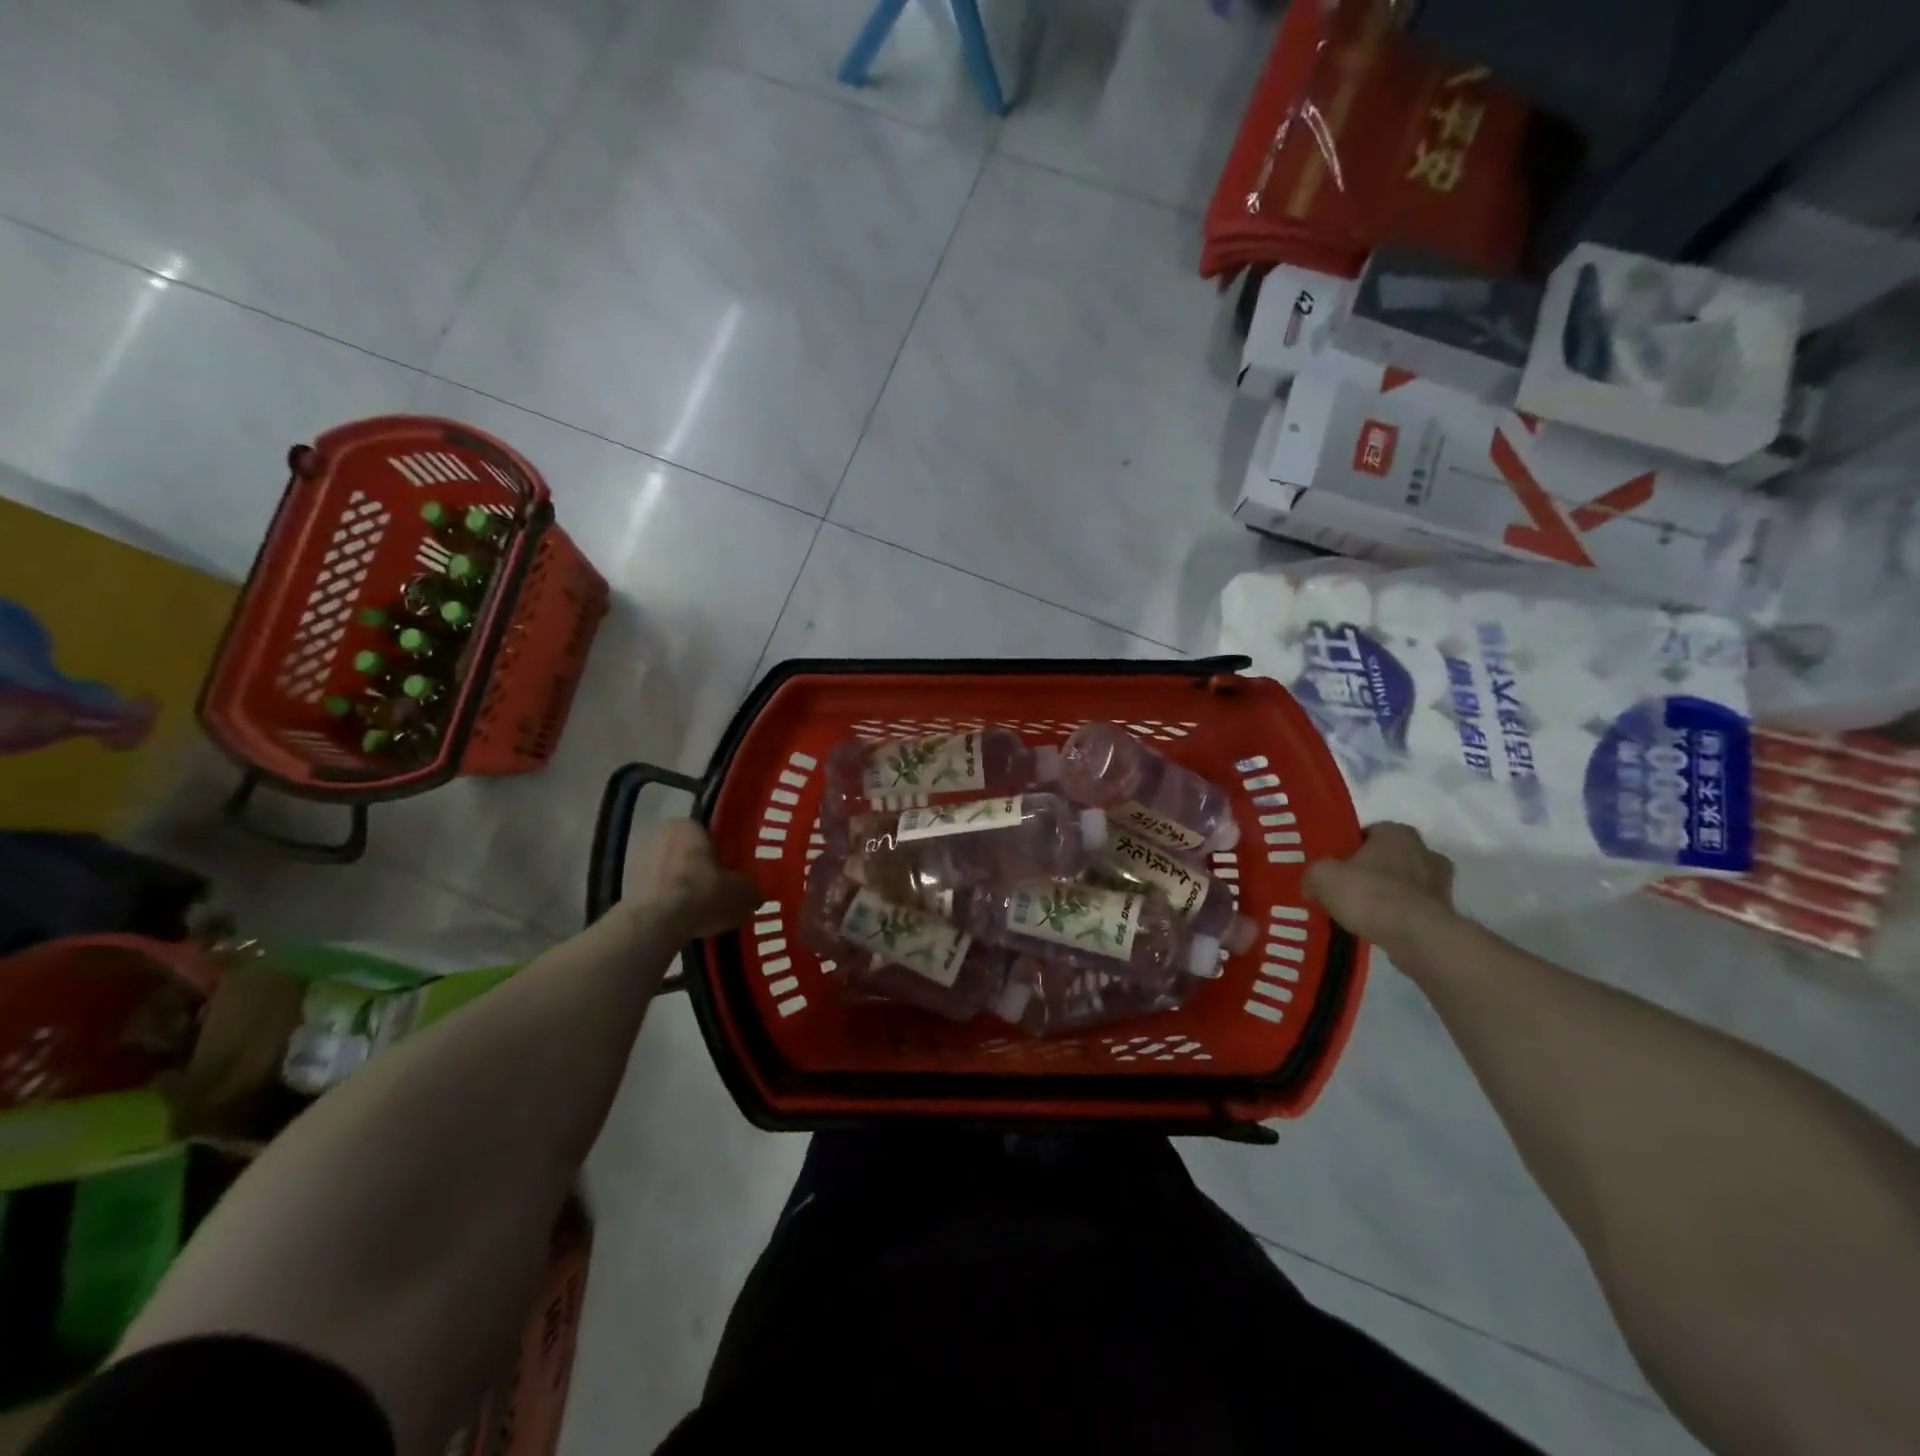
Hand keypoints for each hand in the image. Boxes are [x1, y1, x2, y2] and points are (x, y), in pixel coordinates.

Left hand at [632, 820, 758, 938]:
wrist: (656, 924)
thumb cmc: (703, 894)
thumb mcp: (741, 892)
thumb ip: (750, 888)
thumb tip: (755, 893)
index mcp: (688, 825)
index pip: (711, 832)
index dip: (724, 851)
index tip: (733, 869)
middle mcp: (661, 835)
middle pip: (689, 851)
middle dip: (703, 868)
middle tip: (721, 888)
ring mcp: (640, 861)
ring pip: (672, 871)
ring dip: (685, 885)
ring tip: (703, 908)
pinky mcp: (628, 887)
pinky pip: (658, 891)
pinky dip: (669, 901)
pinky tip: (684, 919)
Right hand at [1304, 822, 1457, 950]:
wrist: (1416, 937)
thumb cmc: (1368, 893)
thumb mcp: (1322, 877)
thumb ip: (1314, 875)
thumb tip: (1311, 886)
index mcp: (1396, 833)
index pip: (1370, 832)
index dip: (1350, 848)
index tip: (1335, 866)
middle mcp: (1425, 851)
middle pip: (1391, 857)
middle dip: (1372, 870)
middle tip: (1347, 888)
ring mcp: (1441, 884)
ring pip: (1406, 884)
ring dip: (1388, 894)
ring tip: (1362, 912)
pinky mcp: (1447, 914)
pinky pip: (1415, 909)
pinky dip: (1399, 916)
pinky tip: (1379, 928)